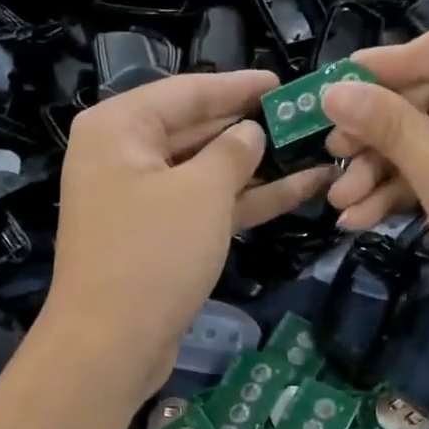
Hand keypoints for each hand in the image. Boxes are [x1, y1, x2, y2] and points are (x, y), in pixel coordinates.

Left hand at [42, 71, 330, 393]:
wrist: (110, 346)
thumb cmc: (153, 253)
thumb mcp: (202, 191)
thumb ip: (233, 151)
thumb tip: (251, 133)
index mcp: (119, 127)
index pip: (188, 92)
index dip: (240, 86)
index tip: (284, 82)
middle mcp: (124, 155)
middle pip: (197, 129)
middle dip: (252, 127)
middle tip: (306, 117)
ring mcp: (141, 198)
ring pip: (207, 171)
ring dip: (259, 166)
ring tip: (317, 150)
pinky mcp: (158, 236)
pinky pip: (205, 205)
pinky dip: (246, 200)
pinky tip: (300, 190)